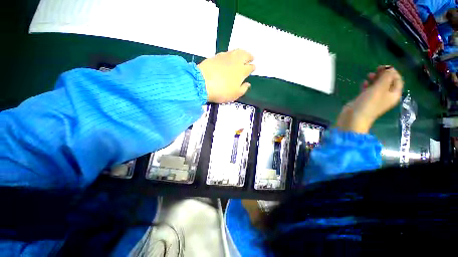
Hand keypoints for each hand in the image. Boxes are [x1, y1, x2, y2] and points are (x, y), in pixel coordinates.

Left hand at [198, 49, 254, 102]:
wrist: (203, 83)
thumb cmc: (222, 91)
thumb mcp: (235, 94)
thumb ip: (243, 89)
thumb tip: (248, 84)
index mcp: (241, 71)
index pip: (250, 67)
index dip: (252, 67)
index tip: (254, 67)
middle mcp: (235, 62)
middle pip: (245, 55)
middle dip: (249, 56)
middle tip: (251, 57)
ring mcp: (225, 57)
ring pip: (236, 51)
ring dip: (241, 52)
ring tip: (243, 54)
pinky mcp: (216, 56)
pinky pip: (227, 53)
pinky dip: (231, 53)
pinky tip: (230, 56)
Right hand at [336, 66, 403, 133]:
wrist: (354, 118)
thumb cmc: (369, 103)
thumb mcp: (380, 88)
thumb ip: (386, 77)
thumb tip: (389, 69)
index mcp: (393, 94)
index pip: (398, 80)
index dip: (393, 72)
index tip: (384, 67)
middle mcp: (386, 96)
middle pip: (388, 82)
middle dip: (383, 75)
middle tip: (376, 69)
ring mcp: (375, 99)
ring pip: (378, 86)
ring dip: (375, 79)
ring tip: (369, 75)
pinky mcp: (365, 100)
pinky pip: (369, 90)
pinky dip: (367, 85)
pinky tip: (363, 83)